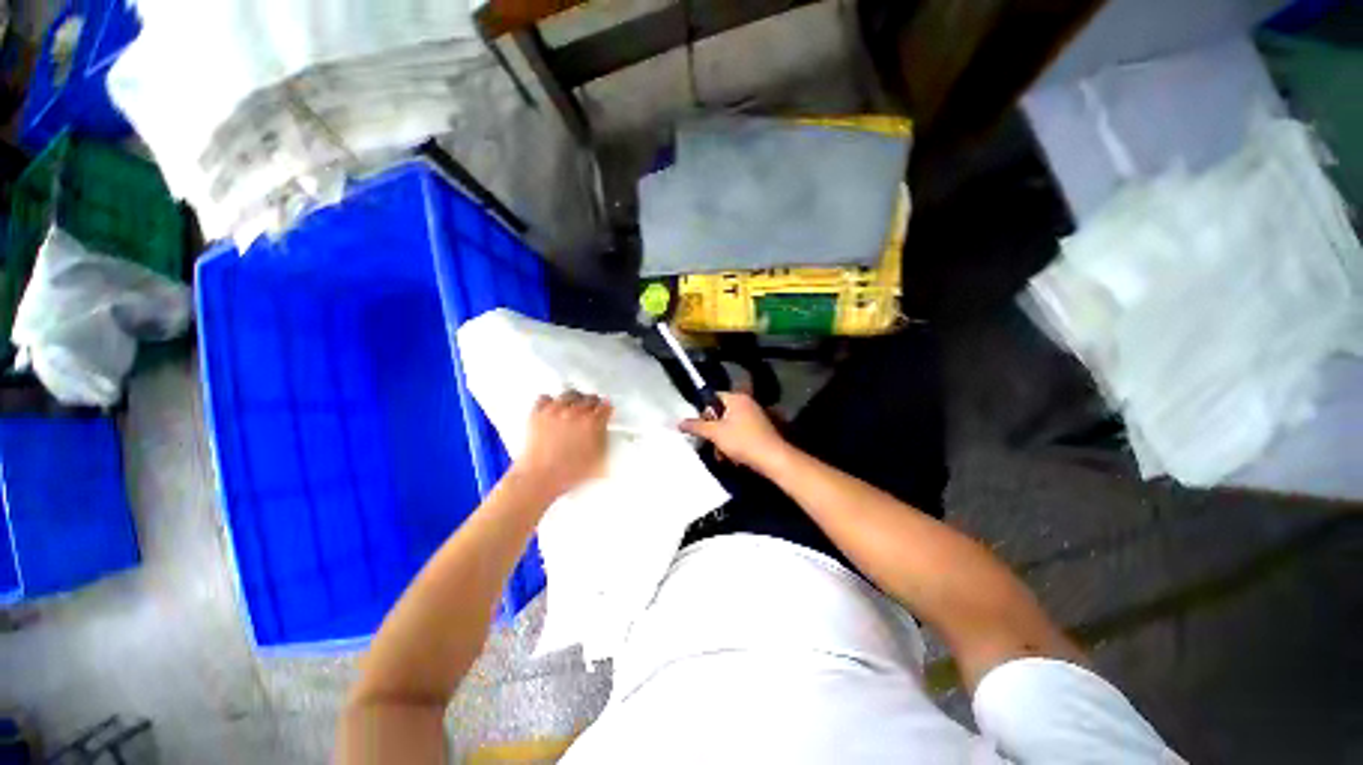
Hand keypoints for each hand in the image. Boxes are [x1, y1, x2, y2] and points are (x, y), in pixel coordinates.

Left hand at [514, 391, 611, 497]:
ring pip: (569, 394)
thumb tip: (604, 431)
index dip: (606, 409)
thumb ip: (604, 440)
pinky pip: (545, 398)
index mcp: (594, 423)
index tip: (605, 411)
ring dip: (574, 399)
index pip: (606, 406)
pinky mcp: (538, 413)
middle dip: (592, 403)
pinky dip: (549, 401)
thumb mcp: (599, 459)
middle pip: (589, 398)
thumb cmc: (569, 473)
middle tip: (591, 409)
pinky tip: (552, 407)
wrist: (539, 478)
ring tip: (573, 405)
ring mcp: (556, 411)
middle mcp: (576, 412)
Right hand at [679, 392, 787, 469]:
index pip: (713, 397)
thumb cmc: (742, 441)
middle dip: (713, 430)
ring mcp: (755, 416)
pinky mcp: (760, 430)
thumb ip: (696, 426)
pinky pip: (740, 432)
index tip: (699, 427)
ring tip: (720, 454)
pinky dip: (733, 443)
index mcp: (736, 398)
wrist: (772, 458)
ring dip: (722, 440)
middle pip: (720, 413)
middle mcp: (746, 403)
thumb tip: (678, 423)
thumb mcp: (715, 433)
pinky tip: (731, 457)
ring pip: (729, 425)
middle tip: (708, 442)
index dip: (703, 412)